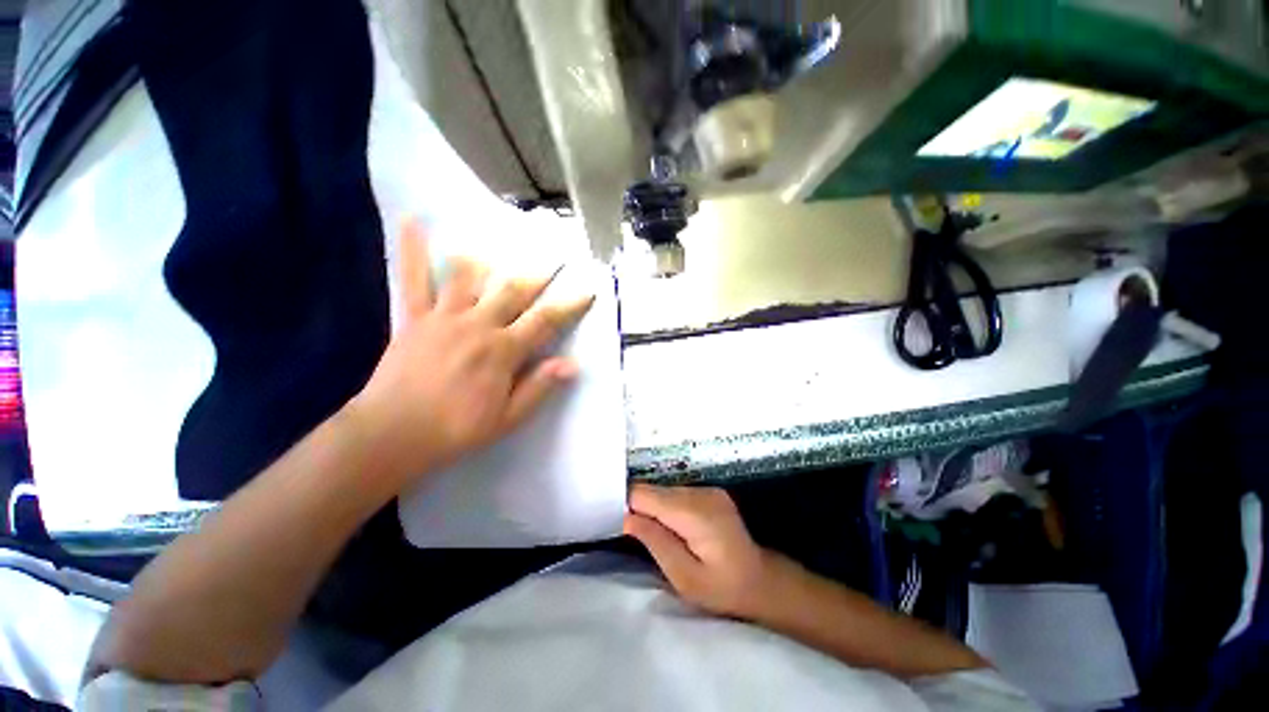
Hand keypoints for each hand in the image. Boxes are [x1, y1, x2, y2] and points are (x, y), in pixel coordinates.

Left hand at [352, 218, 593, 482]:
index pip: (545, 321)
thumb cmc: (457, 429)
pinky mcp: (415, 317)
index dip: (569, 306)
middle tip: (553, 258)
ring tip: (496, 246)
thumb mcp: (508, 417)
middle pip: (513, 292)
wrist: (393, 434)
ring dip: (487, 260)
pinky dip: (414, 250)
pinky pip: (414, 279)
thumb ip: (540, 386)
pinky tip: (413, 221)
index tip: (587, 291)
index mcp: (503, 351)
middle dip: (537, 276)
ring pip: (469, 277)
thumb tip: (573, 364)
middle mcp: (479, 325)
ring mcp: (445, 317)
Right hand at [624, 484, 774, 618]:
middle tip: (632, 534)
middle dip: (640, 508)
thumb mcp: (684, 577)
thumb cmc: (723, 588)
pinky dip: (668, 507)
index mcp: (694, 512)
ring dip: (655, 508)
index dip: (627, 504)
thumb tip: (626, 516)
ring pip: (665, 491)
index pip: (646, 493)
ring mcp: (708, 489)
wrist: (762, 581)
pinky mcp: (711, 492)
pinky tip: (673, 527)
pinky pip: (678, 494)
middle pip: (655, 490)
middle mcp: (701, 493)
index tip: (614, 520)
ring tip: (657, 534)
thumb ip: (655, 541)